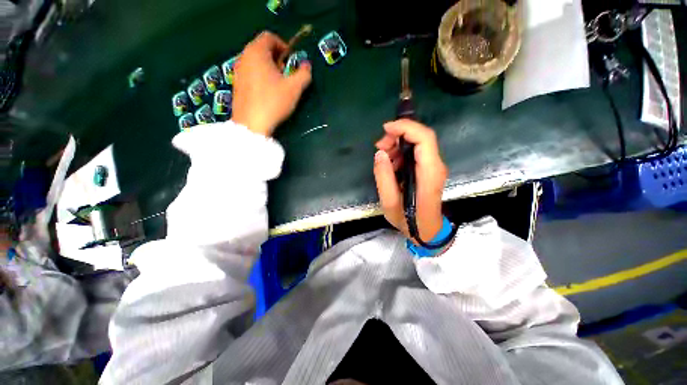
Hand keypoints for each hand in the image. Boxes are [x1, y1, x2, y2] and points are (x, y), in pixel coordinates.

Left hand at [232, 31, 311, 136]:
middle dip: (277, 58)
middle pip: (261, 48)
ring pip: (255, 61)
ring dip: (269, 68)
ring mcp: (238, 70)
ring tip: (277, 85)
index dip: (283, 46)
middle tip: (286, 75)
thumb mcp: (294, 88)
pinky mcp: (236, 83)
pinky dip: (260, 76)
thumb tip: (307, 66)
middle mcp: (244, 56)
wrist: (251, 124)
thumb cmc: (273, 102)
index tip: (291, 62)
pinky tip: (267, 93)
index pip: (269, 37)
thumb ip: (304, 74)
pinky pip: (250, 72)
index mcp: (257, 52)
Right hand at [374, 120, 447, 242]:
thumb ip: (384, 178)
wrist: (427, 231)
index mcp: (429, 173)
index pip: (424, 138)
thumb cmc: (408, 220)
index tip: (385, 129)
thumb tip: (380, 153)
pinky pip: (415, 153)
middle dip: (398, 135)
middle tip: (379, 147)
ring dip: (397, 145)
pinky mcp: (429, 170)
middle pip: (421, 137)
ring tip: (383, 158)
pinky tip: (391, 165)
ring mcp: (434, 167)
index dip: (405, 127)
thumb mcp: (389, 203)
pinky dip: (400, 153)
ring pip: (417, 143)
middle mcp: (436, 166)